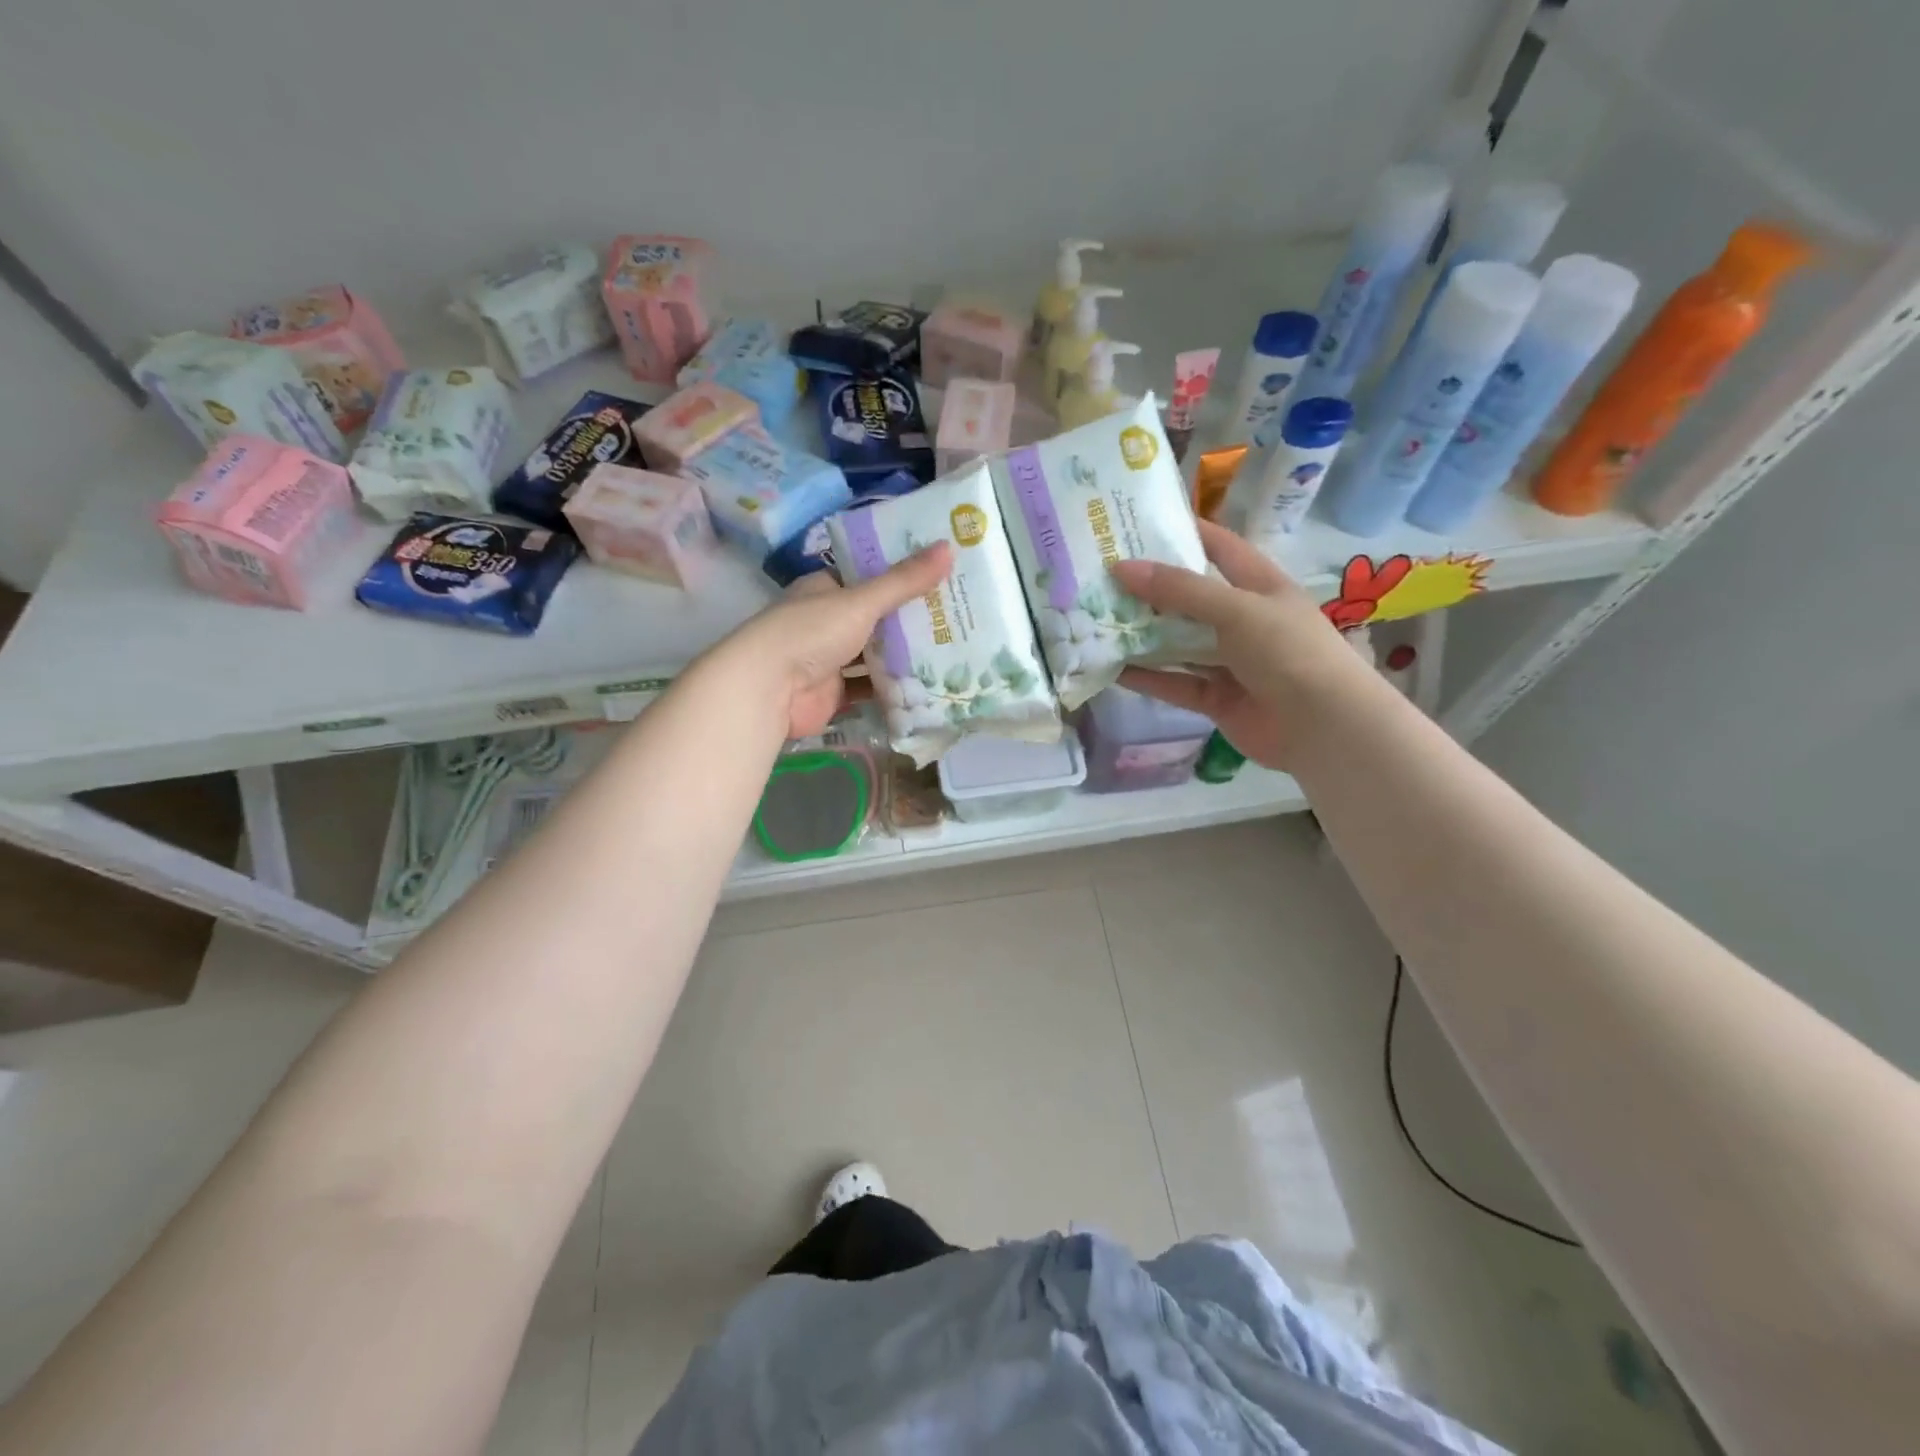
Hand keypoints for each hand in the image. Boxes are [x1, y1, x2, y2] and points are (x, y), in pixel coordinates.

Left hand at [718, 544, 953, 738]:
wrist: (768, 688)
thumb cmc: (811, 632)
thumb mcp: (861, 601)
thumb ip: (904, 581)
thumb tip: (950, 547)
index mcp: (825, 589)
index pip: (868, 577)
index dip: (902, 576)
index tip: (942, 576)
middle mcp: (825, 621)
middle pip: (876, 618)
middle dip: (910, 619)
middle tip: (957, 615)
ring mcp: (829, 659)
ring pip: (874, 655)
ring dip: (905, 655)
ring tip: (952, 650)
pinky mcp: (834, 693)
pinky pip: (870, 687)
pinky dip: (893, 688)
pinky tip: (927, 684)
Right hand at [1110, 520, 1371, 769]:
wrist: (1323, 726)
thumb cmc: (1288, 651)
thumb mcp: (1236, 609)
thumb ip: (1180, 590)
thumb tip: (1121, 568)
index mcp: (1259, 585)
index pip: (1219, 547)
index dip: (1184, 532)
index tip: (1137, 523)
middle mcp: (1243, 619)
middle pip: (1190, 597)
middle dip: (1149, 588)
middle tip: (1101, 576)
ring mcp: (1229, 662)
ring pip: (1178, 643)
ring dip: (1143, 634)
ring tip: (1097, 620)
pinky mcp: (1216, 699)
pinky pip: (1175, 682)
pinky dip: (1148, 677)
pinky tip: (1113, 668)